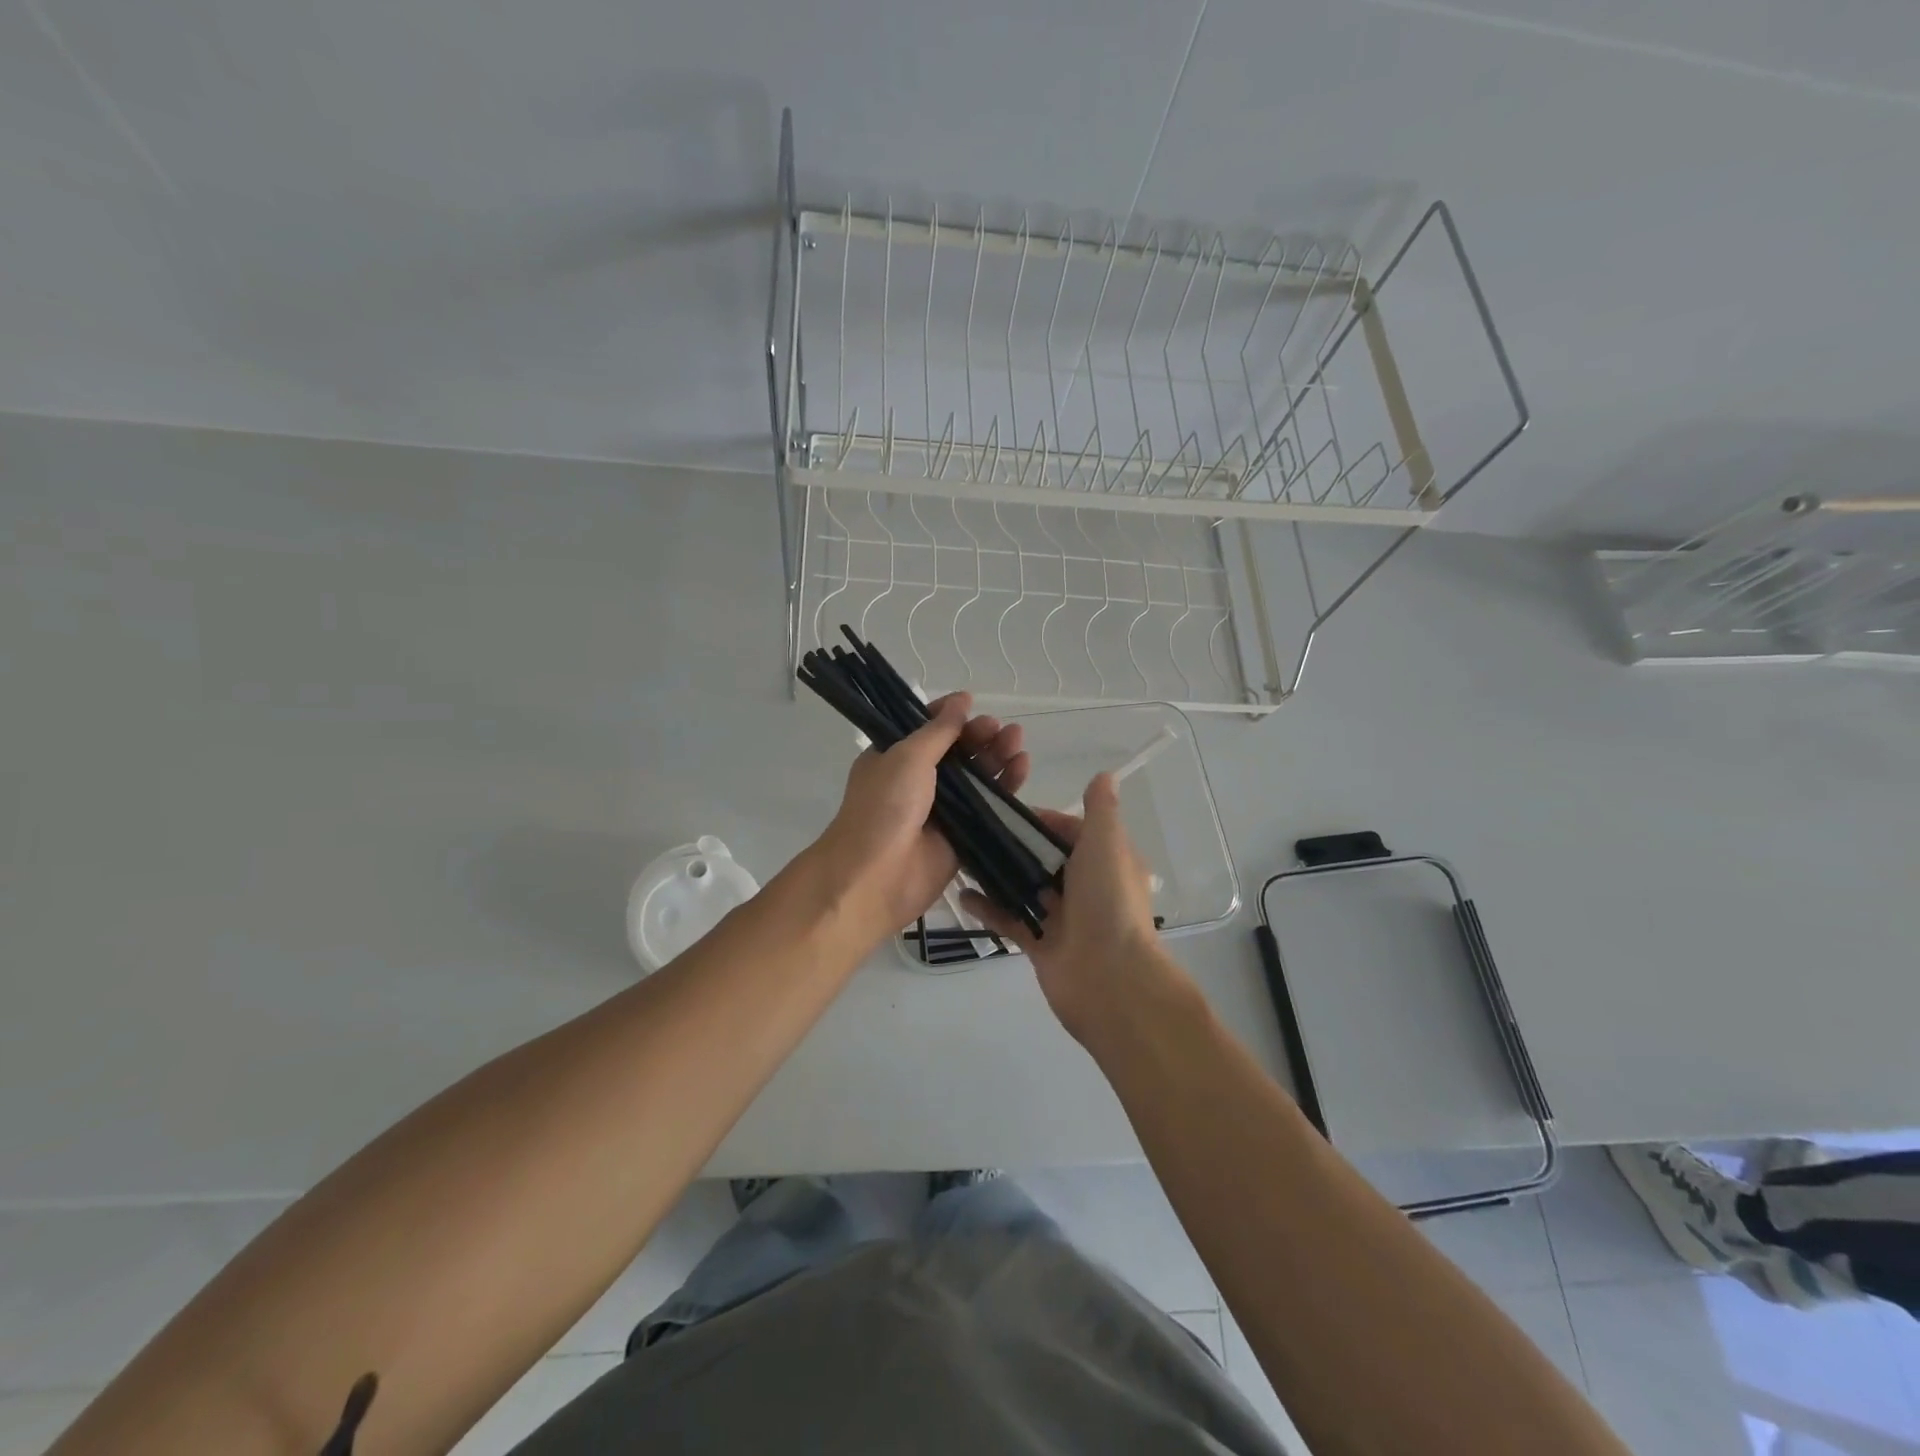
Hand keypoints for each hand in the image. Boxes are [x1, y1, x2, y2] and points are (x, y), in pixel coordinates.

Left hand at [813, 693, 1029, 944]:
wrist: (876, 877)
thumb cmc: (884, 807)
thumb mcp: (907, 757)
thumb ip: (939, 730)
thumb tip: (962, 699)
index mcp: (894, 758)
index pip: (926, 728)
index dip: (949, 715)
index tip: (972, 703)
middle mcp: (917, 781)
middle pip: (957, 751)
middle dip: (979, 736)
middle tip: (1000, 727)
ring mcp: (942, 809)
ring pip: (977, 777)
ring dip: (996, 756)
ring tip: (1017, 740)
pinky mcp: (964, 835)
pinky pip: (989, 806)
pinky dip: (1006, 786)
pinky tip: (1022, 766)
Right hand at [959, 772, 1184, 1042]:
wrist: (1110, 980)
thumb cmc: (1108, 902)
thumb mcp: (1106, 844)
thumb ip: (1100, 810)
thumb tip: (1104, 774)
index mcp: (1105, 861)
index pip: (1070, 830)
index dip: (1041, 819)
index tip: (1005, 811)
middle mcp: (1085, 887)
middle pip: (1044, 858)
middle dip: (1013, 845)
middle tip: (974, 829)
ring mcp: (1062, 918)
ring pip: (1025, 889)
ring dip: (998, 875)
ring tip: (962, 857)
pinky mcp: (1041, 944)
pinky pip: (1011, 921)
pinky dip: (989, 909)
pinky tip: (963, 895)